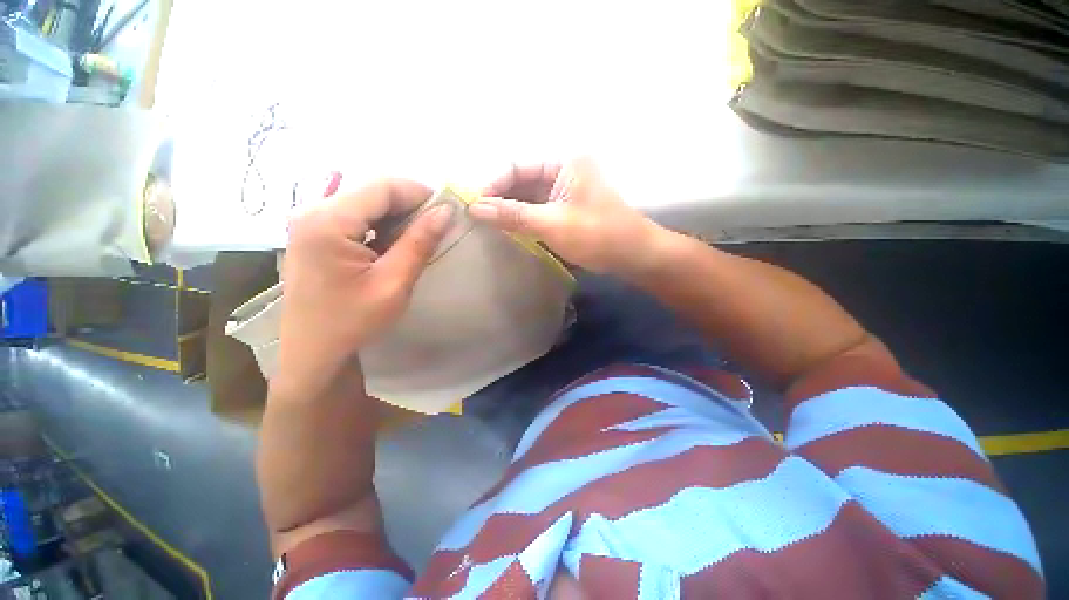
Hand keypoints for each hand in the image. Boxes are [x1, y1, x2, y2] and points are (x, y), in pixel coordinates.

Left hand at [275, 179, 452, 392]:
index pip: (383, 187)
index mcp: (328, 221)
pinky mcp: (313, 235)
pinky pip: (354, 217)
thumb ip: (419, 242)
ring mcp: (309, 222)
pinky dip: (379, 225)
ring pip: (365, 203)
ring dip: (396, 217)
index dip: (420, 193)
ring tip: (417, 239)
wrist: (313, 352)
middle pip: (372, 191)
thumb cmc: (352, 322)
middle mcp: (313, 211)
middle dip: (409, 206)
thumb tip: (446, 211)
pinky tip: (392, 244)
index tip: (447, 212)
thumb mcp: (393, 283)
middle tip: (435, 228)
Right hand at [468, 158, 662, 275]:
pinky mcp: (566, 212)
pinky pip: (537, 211)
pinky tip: (507, 231)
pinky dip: (522, 221)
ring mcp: (565, 193)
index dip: (494, 184)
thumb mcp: (552, 224)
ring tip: (486, 225)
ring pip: (528, 198)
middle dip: (499, 198)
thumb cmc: (597, 234)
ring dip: (509, 211)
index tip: (473, 204)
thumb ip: (513, 215)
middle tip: (475, 217)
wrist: (633, 256)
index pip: (518, 166)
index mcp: (563, 163)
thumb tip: (475, 208)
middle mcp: (562, 172)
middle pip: (522, 181)